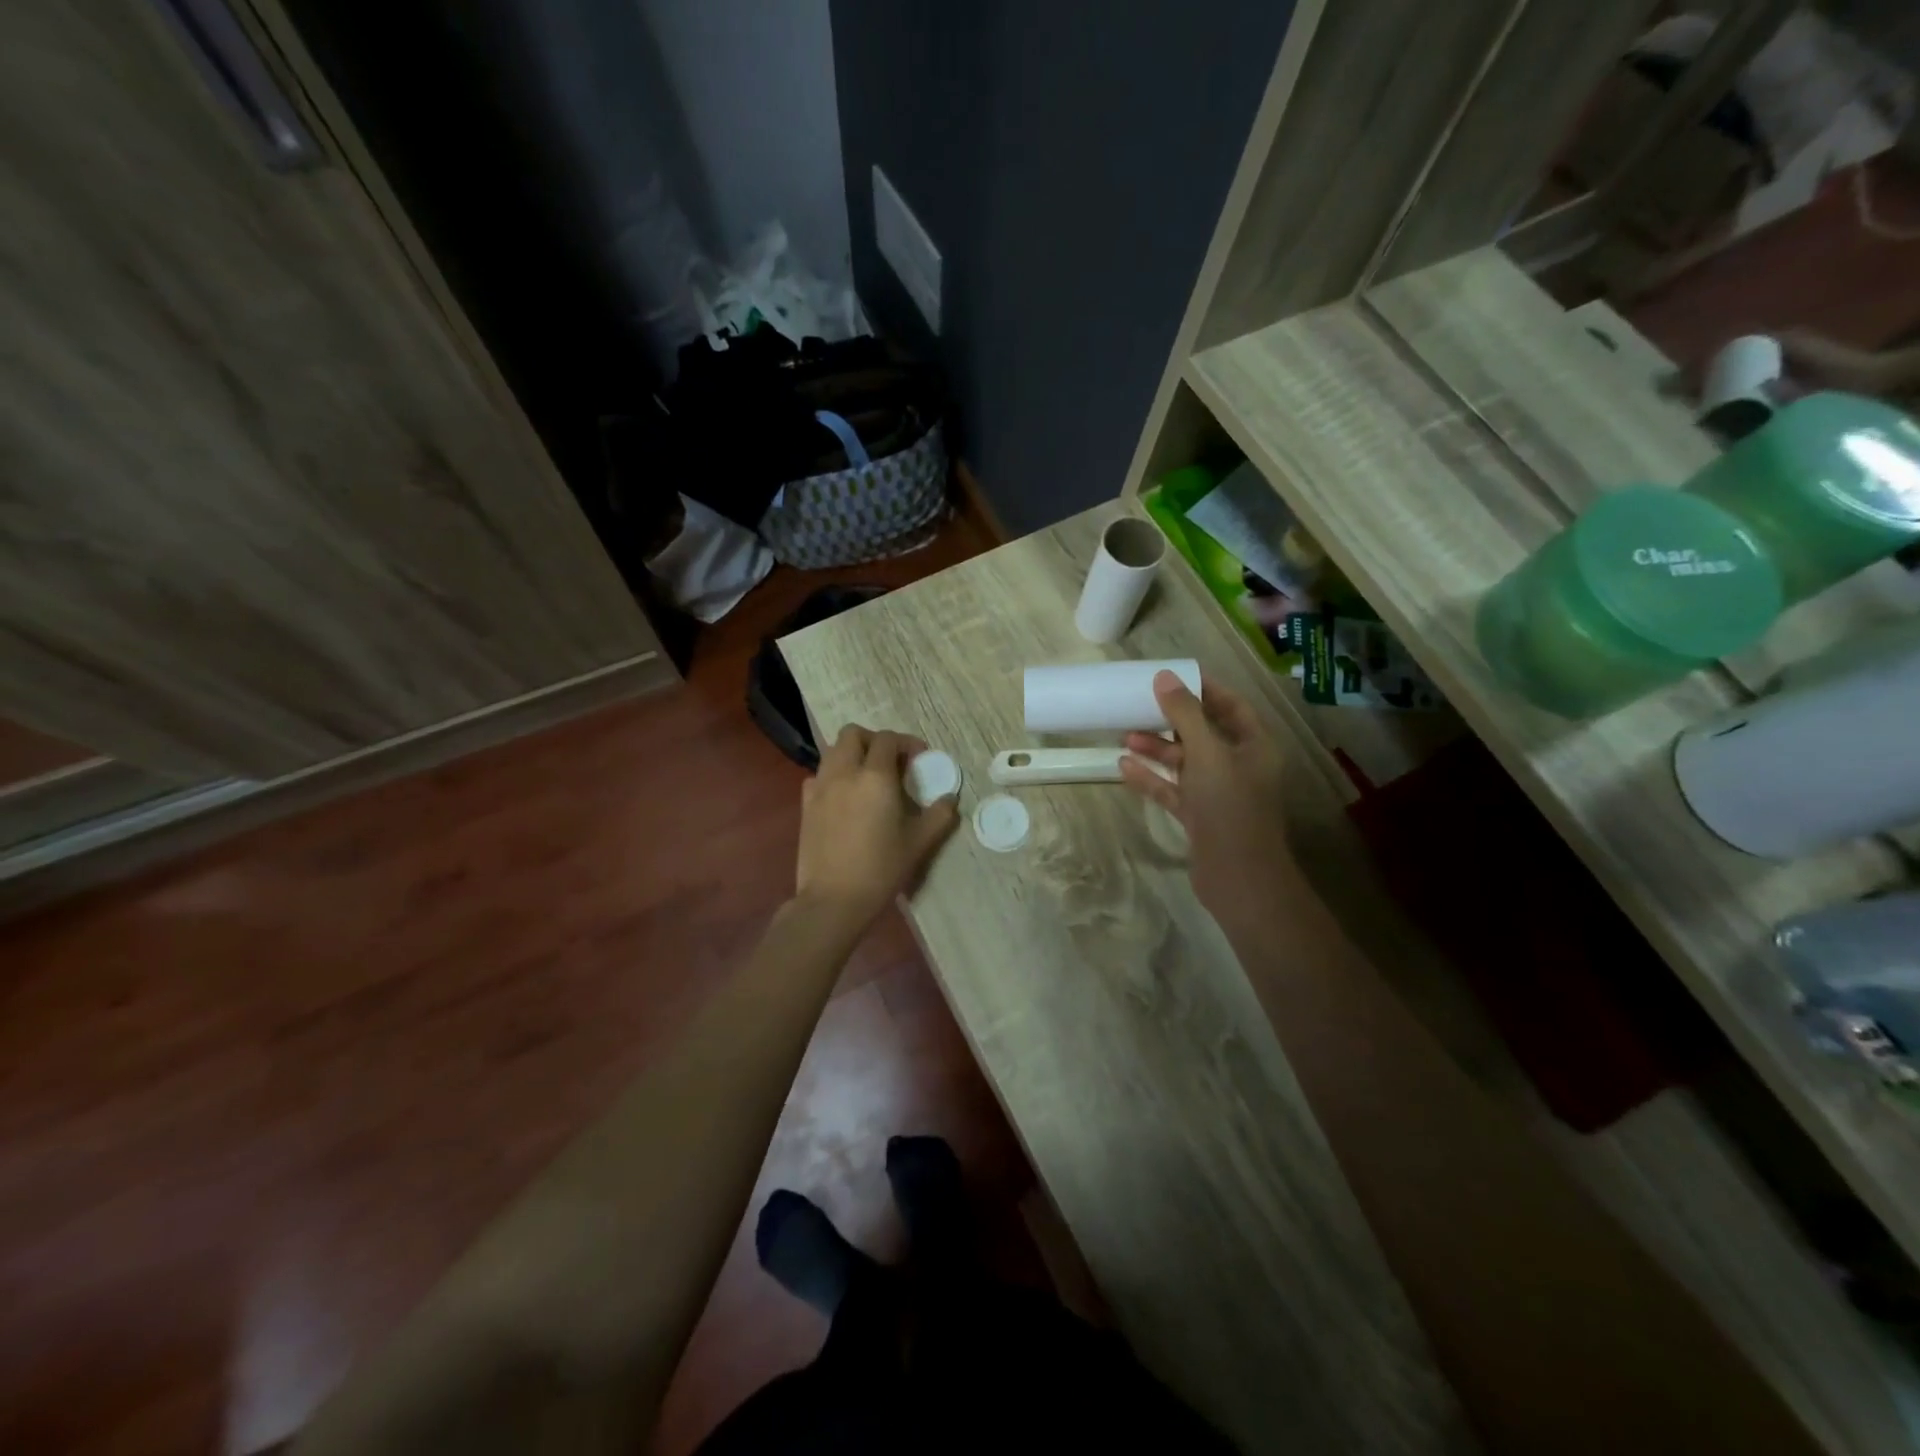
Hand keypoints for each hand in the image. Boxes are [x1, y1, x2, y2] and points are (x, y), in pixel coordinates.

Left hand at [796, 725, 959, 927]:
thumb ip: (939, 815)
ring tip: (868, 777)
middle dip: (873, 739)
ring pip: (832, 751)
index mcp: (875, 777)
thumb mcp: (919, 843)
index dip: (905, 742)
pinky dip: (833, 775)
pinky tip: (845, 797)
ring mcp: (820, 787)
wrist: (834, 899)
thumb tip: (950, 798)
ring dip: (852, 754)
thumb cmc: (881, 869)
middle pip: (852, 734)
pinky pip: (818, 775)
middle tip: (890, 760)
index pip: (887, 740)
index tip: (919, 757)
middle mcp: (844, 773)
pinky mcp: (805, 804)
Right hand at [1120, 672, 1296, 917]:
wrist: (1238, 877)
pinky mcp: (1199, 816)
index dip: (1203, 689)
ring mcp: (1217, 793)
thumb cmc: (1229, 807)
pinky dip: (1151, 778)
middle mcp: (1238, 765)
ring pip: (1184, 762)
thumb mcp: (1207, 753)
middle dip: (1171, 720)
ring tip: (1124, 736)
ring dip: (1157, 749)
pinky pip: (1172, 789)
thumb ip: (1185, 714)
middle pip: (1203, 733)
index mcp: (1253, 745)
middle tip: (1139, 706)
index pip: (1230, 705)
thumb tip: (1164, 677)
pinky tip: (1123, 767)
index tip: (1170, 678)